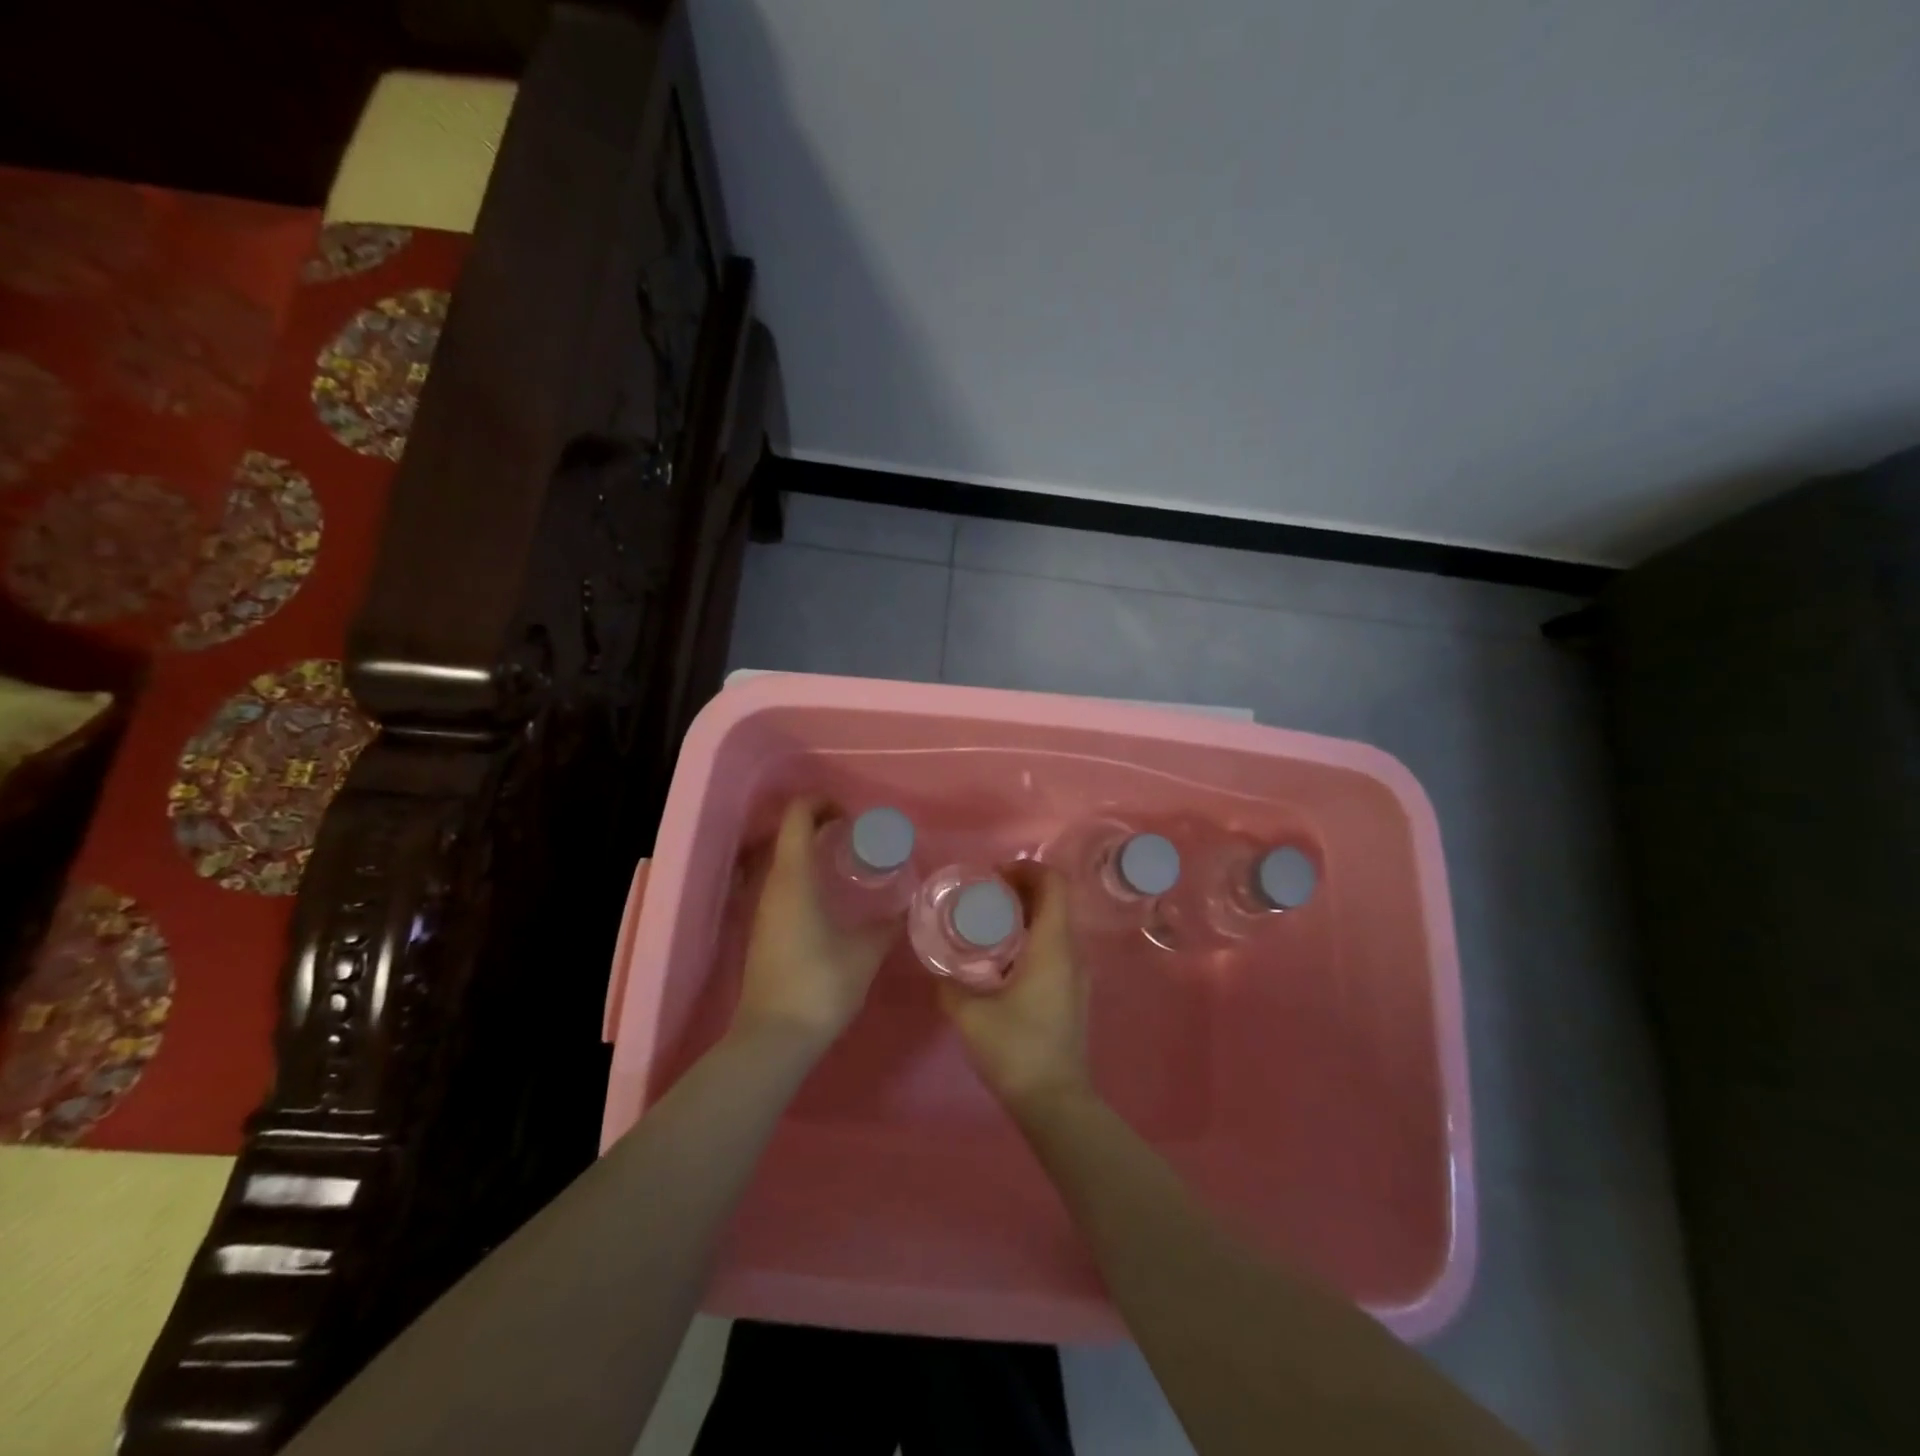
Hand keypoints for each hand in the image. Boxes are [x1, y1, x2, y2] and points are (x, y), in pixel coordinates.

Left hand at [733, 798, 894, 1052]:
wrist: (774, 1038)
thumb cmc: (821, 984)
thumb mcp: (865, 952)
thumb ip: (887, 925)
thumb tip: (906, 909)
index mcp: (794, 877)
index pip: (798, 816)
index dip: (822, 803)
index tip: (852, 814)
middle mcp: (773, 884)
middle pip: (790, 834)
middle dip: (822, 824)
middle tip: (858, 835)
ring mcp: (764, 908)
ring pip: (785, 859)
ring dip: (813, 851)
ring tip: (849, 863)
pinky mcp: (764, 929)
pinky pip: (783, 883)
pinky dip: (806, 874)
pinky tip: (831, 897)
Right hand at [938, 863, 1091, 1111]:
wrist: (1055, 1102)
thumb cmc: (1015, 1050)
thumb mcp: (970, 1014)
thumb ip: (950, 984)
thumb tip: (939, 968)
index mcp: (1053, 946)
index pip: (1053, 883)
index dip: (1026, 869)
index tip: (994, 877)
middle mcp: (1072, 952)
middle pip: (1055, 900)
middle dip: (1021, 888)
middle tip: (985, 896)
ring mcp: (1077, 974)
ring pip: (1057, 924)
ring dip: (1027, 914)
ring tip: (990, 924)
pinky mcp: (1073, 993)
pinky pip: (1056, 947)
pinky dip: (1033, 937)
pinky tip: (1003, 959)